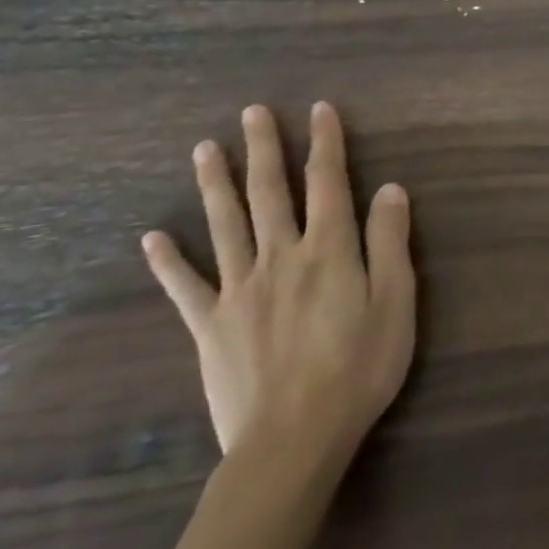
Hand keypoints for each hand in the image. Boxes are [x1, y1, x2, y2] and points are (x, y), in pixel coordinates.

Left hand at [141, 102, 416, 464]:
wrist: (293, 440)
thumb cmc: (359, 368)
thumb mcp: (396, 303)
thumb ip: (391, 242)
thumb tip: (390, 188)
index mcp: (329, 250)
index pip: (328, 182)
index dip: (325, 143)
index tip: (319, 109)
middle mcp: (281, 257)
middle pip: (270, 193)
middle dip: (263, 149)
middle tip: (252, 112)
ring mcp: (239, 290)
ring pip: (225, 225)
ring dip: (215, 184)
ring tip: (203, 149)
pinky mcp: (210, 325)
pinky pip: (185, 286)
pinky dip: (168, 260)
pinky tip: (151, 237)